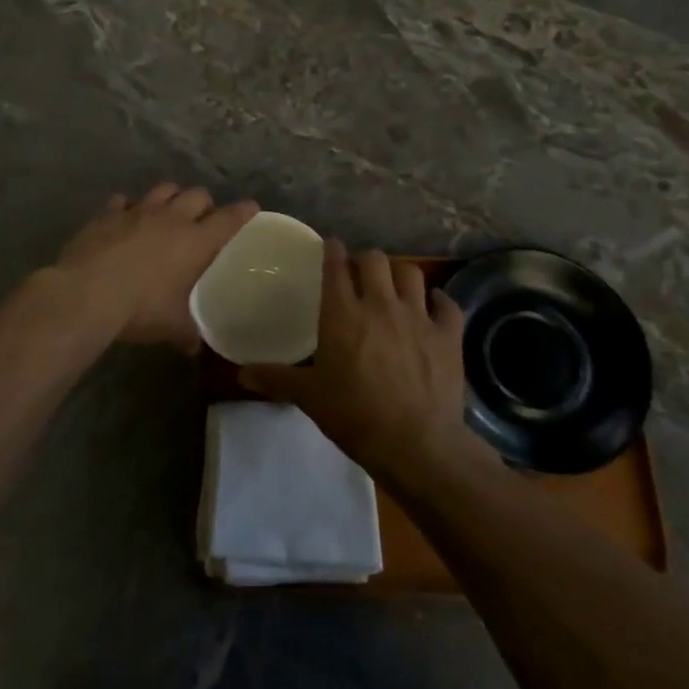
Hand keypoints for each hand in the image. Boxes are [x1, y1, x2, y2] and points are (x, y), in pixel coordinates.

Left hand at [55, 184, 259, 348]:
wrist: (86, 294)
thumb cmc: (140, 309)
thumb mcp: (172, 327)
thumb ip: (188, 333)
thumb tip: (194, 348)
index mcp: (196, 241)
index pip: (229, 219)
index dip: (242, 212)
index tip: (250, 207)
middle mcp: (171, 218)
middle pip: (197, 195)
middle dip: (204, 203)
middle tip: (204, 218)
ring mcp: (137, 211)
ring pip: (163, 189)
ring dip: (171, 197)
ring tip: (168, 211)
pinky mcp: (108, 213)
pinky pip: (123, 201)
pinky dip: (128, 207)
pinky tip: (125, 219)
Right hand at [239, 240, 470, 480]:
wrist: (416, 443)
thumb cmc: (354, 416)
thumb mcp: (309, 397)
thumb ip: (275, 379)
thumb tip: (240, 374)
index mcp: (343, 314)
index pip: (335, 266)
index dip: (332, 250)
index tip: (330, 246)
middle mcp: (380, 304)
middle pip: (374, 260)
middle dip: (365, 260)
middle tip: (359, 273)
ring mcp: (418, 316)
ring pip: (411, 273)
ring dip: (399, 274)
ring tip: (393, 285)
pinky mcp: (448, 335)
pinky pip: (447, 304)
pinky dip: (438, 301)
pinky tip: (433, 306)